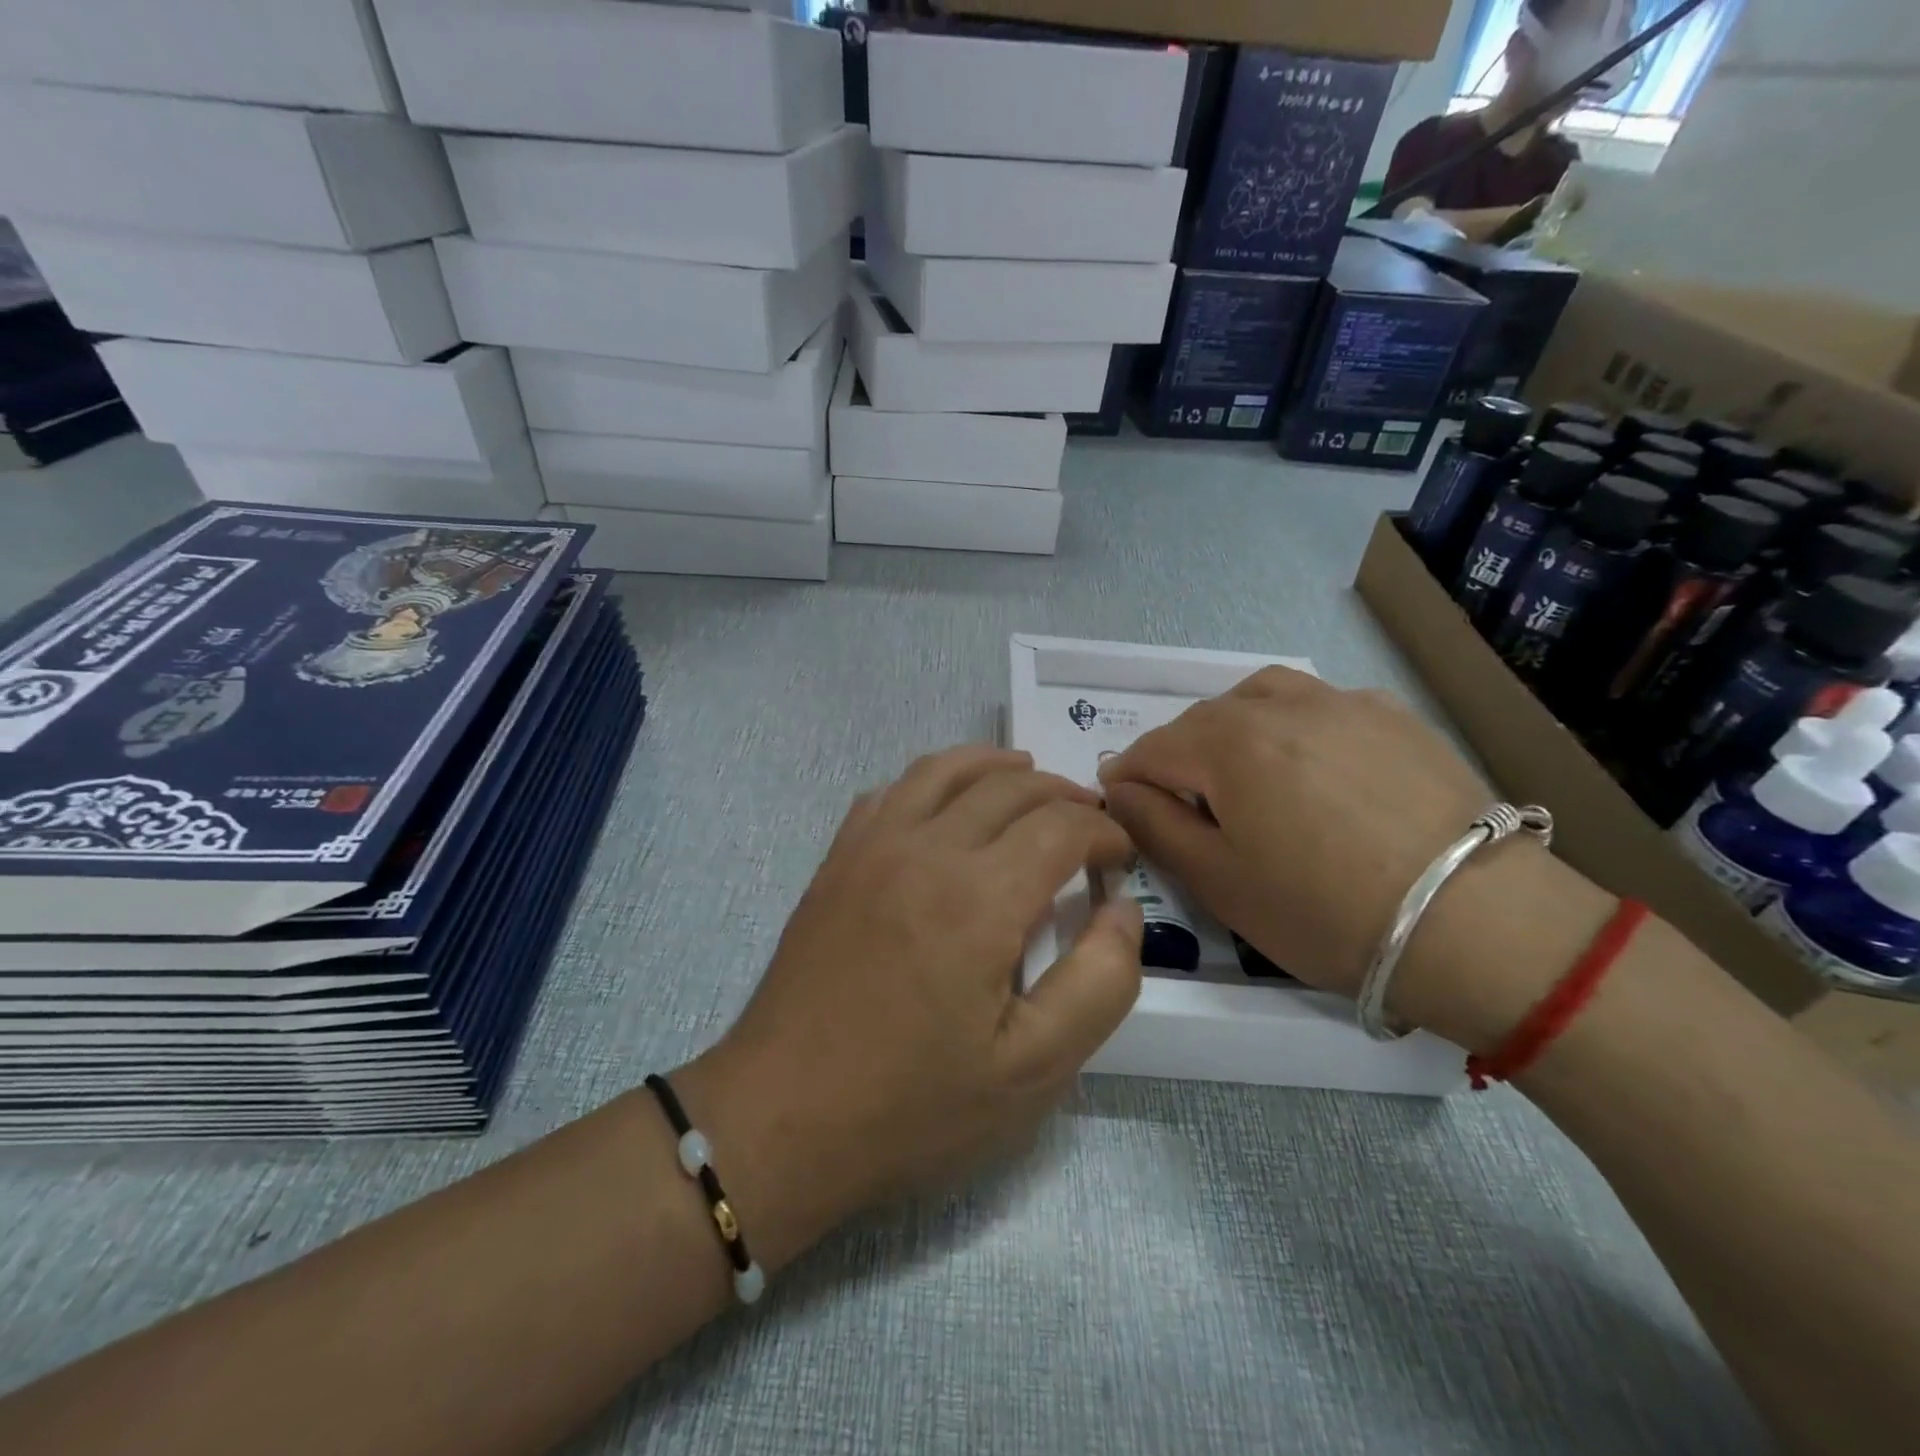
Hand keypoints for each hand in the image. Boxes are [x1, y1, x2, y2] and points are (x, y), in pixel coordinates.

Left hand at [677, 747, 1142, 1268]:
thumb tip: (1122, 910)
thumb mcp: (1034, 1069)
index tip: (1120, 858)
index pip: (1060, 826)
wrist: (781, 1118)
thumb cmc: (913, 1104)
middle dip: (1061, 795)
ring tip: (1026, 777)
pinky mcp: (836, 861)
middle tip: (1088, 821)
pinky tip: (944, 805)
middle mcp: (924, 849)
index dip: (1103, 833)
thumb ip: (1101, 982)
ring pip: (944, 770)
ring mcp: (871, 847)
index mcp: (979, 897)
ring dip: (995, 767)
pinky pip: (890, 792)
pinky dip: (932, 781)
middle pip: (1008, 786)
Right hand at [1098, 669, 1611, 1048]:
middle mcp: (1279, 705)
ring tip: (1241, 770)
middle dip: (1177, 756)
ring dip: (1232, 728)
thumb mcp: (1219, 882)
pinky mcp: (1393, 716)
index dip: (1128, 779)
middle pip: (1202, 720)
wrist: (1479, 924)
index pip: (1151, 749)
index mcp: (1227, 744)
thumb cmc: (1326, 912)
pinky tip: (1312, 764)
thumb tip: (1121, 789)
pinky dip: (1293, 724)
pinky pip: (1320, 704)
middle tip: (1183, 804)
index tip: (1122, 807)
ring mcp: (1342, 703)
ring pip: (1260, 697)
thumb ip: (1156, 826)